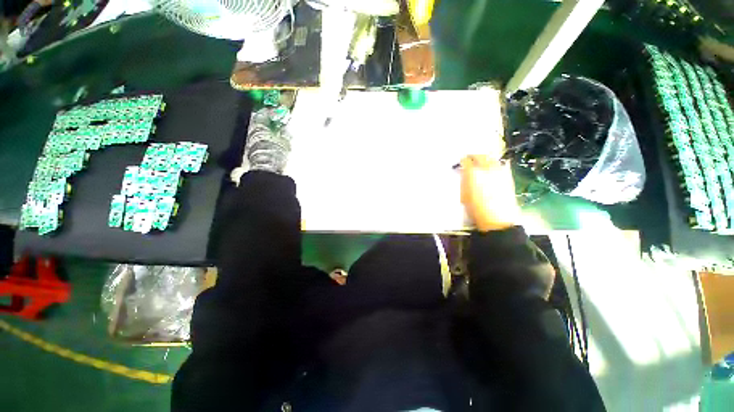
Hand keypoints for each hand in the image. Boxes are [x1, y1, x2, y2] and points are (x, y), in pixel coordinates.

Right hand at [460, 155, 521, 231]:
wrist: (498, 220)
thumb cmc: (477, 210)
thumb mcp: (464, 196)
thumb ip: (464, 182)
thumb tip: (463, 173)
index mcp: (472, 173)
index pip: (466, 161)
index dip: (462, 161)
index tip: (460, 163)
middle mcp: (486, 169)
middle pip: (479, 156)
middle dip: (473, 156)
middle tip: (469, 159)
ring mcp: (499, 171)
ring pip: (491, 158)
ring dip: (485, 158)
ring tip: (481, 162)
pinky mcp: (508, 176)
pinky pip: (501, 164)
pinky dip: (495, 164)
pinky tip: (493, 168)